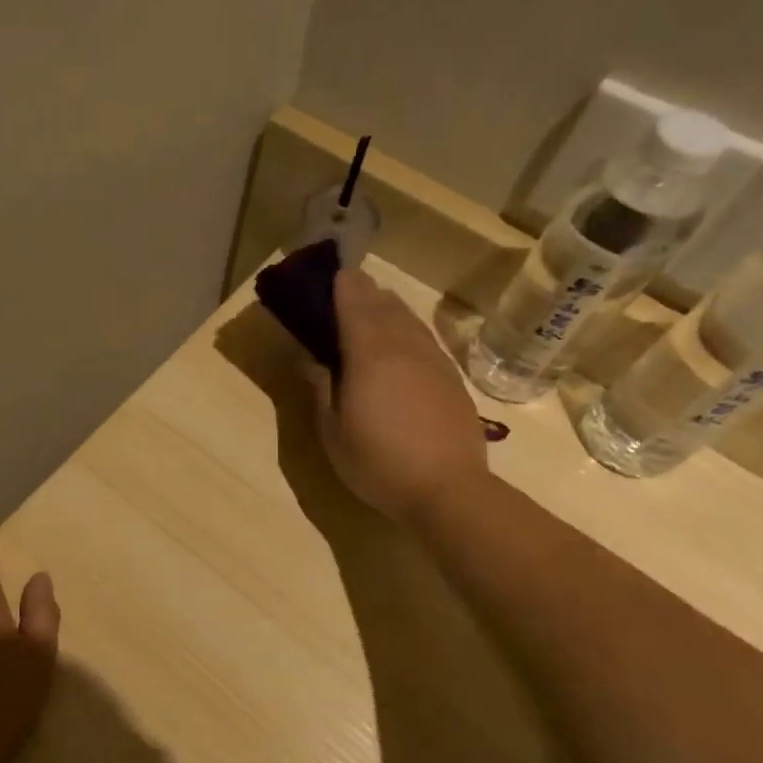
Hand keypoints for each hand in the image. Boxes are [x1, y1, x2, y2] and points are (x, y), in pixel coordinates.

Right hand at [304, 268, 488, 520]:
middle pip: (384, 304)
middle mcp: (404, 347)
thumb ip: (320, 389)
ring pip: (409, 319)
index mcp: (370, 354)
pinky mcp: (451, 378)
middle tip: (346, 287)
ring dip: (389, 306)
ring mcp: (433, 361)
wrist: (448, 490)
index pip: (355, 304)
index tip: (330, 272)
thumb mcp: (332, 431)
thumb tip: (311, 360)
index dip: (342, 285)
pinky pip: (424, 338)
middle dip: (365, 291)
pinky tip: (402, 338)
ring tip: (373, 304)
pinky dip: (407, 328)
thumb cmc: (378, 462)